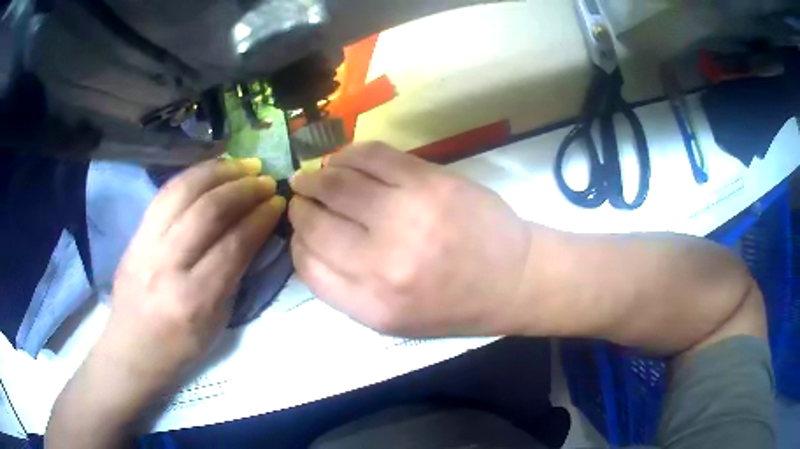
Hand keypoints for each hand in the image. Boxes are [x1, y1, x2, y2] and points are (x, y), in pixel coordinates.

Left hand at [96, 158, 285, 395]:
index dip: (260, 218)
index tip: (278, 201)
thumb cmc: (179, 348)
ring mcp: (145, 244)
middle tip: (265, 179)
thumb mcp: (217, 324)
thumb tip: (254, 234)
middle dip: (243, 188)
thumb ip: (234, 276)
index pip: (234, 245)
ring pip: (183, 191)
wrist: (131, 349)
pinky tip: (210, 171)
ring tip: (242, 165)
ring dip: (217, 172)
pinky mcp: (134, 233)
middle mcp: (167, 265)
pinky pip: (164, 193)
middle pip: (208, 211)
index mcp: (194, 299)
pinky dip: (192, 176)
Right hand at [290, 143, 532, 336]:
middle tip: (301, 195)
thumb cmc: (453, 306)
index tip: (301, 229)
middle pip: (314, 222)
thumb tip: (307, 242)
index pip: (306, 265)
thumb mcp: (393, 320)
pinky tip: (344, 160)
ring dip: (318, 176)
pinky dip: (349, 155)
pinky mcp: (430, 181)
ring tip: (316, 176)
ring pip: (336, 182)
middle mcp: (383, 263)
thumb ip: (343, 289)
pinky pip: (371, 155)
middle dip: (300, 206)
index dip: (297, 242)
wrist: (513, 279)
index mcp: (372, 305)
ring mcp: (408, 215)